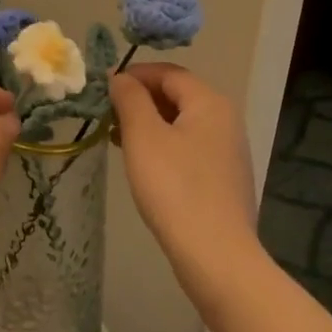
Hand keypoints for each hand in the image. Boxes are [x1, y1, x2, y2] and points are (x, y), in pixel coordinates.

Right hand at [109, 63, 256, 283]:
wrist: (216, 258)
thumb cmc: (175, 187)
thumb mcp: (143, 135)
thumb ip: (129, 98)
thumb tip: (121, 78)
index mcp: (210, 103)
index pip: (168, 73)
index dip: (134, 75)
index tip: (103, 89)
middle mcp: (225, 121)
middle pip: (176, 96)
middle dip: (139, 100)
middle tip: (107, 116)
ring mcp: (228, 152)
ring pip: (180, 124)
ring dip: (147, 125)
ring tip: (117, 140)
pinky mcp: (224, 180)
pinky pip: (188, 149)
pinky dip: (162, 147)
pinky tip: (142, 165)